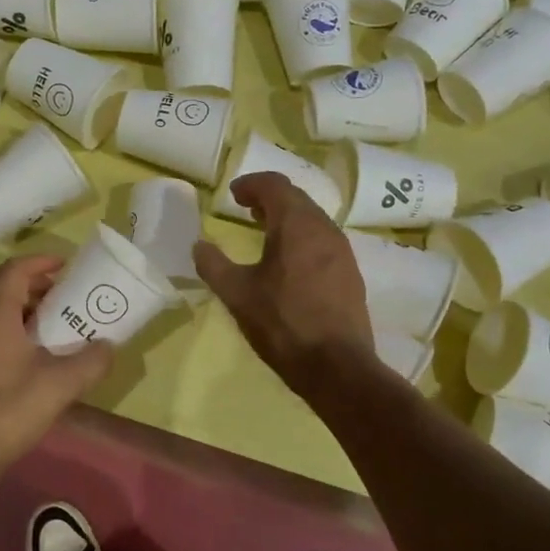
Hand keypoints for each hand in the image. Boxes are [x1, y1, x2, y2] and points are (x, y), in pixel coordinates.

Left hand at [0, 255, 113, 480]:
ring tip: (48, 320)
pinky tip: (26, 350)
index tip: (66, 265)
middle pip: (0, 284)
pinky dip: (5, 323)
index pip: (15, 269)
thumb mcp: (61, 385)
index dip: (40, 261)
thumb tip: (109, 346)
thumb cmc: (9, 408)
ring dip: (18, 303)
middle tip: (61, 293)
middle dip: (32, 281)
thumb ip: (91, 361)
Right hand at [194, 172, 373, 382]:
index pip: (275, 185)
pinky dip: (302, 237)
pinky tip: (289, 262)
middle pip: (296, 198)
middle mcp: (324, 229)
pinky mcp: (350, 274)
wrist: (337, 367)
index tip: (233, 195)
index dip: (251, 184)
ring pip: (312, 219)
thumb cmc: (282, 323)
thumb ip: (213, 265)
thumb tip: (199, 246)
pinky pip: (323, 240)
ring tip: (264, 232)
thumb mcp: (236, 294)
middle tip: (245, 209)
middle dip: (269, 198)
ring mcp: (342, 251)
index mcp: (296, 225)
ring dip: (287, 218)